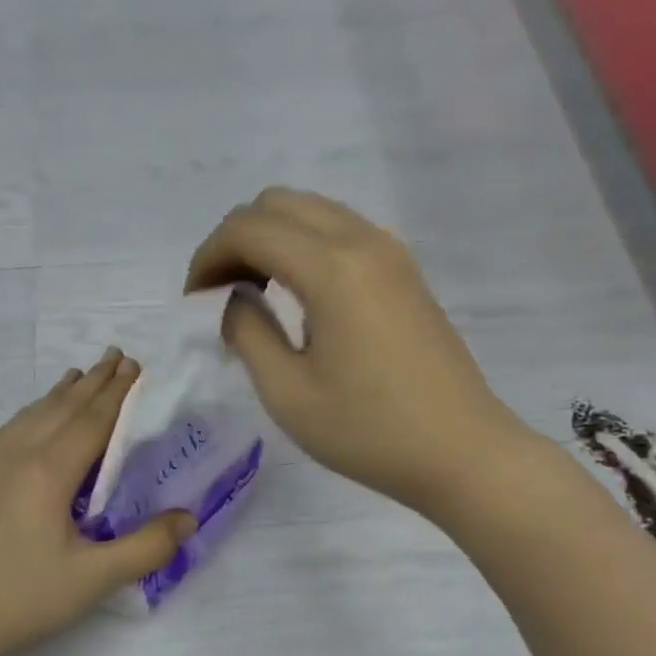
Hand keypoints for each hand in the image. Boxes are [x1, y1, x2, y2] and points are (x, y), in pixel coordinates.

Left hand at [0, 351, 196, 655]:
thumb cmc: (21, 599)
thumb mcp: (94, 579)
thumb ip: (147, 547)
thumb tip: (188, 518)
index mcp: (48, 470)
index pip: (93, 420)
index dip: (119, 393)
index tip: (137, 368)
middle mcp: (16, 453)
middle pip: (62, 407)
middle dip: (94, 381)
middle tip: (118, 356)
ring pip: (32, 413)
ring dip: (61, 392)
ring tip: (80, 375)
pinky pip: (9, 428)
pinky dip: (33, 411)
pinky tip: (33, 417)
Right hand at [186, 187, 539, 515]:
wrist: (461, 452)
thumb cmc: (368, 431)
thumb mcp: (287, 392)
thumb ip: (247, 332)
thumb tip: (234, 299)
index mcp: (331, 267)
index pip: (248, 228)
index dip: (208, 257)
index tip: (194, 302)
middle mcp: (363, 241)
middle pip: (279, 203)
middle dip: (236, 240)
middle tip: (219, 294)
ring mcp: (391, 252)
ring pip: (312, 212)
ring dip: (271, 240)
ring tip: (253, 294)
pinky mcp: (405, 272)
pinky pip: (341, 232)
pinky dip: (304, 248)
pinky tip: (297, 298)